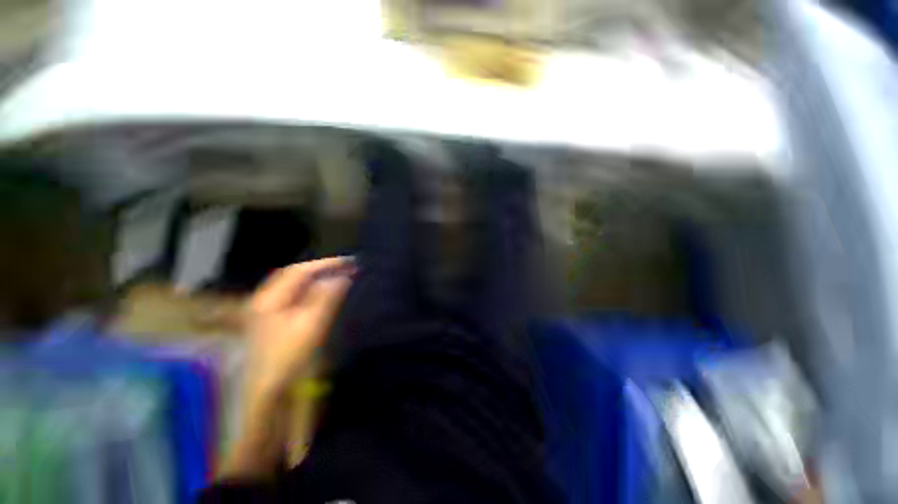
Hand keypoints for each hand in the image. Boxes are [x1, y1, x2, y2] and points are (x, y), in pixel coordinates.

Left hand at [244, 257, 354, 400]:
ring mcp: (267, 310)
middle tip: (347, 267)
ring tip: (340, 276)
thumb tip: (341, 277)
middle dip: (322, 269)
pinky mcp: (274, 320)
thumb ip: (326, 298)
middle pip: (296, 275)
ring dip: (318, 278)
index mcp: (269, 299)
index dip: (326, 264)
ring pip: (296, 286)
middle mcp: (265, 300)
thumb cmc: (289, 358)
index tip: (350, 262)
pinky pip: (296, 297)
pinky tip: (325, 292)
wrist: (268, 392)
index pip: (300, 271)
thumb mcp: (310, 326)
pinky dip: (313, 290)